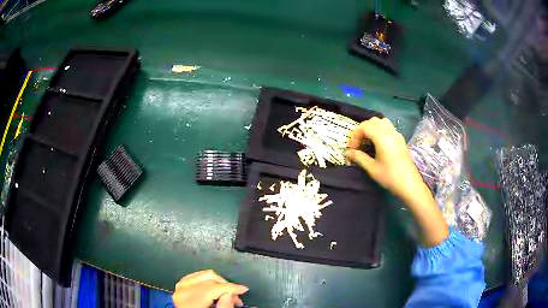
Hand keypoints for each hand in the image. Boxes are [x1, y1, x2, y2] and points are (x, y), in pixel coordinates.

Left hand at [172, 270, 247, 307]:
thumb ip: (223, 307)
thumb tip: (230, 294)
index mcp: (191, 300)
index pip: (214, 287)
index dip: (231, 287)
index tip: (244, 290)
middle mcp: (182, 290)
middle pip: (209, 279)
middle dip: (226, 286)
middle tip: (236, 298)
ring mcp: (179, 287)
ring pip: (203, 275)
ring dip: (217, 282)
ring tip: (226, 293)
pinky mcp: (179, 286)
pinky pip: (195, 276)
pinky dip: (206, 280)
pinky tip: (213, 288)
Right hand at [346, 117, 448, 246]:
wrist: (409, 184)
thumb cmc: (390, 177)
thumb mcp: (372, 168)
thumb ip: (359, 157)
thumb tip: (348, 152)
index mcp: (382, 137)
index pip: (364, 127)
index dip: (355, 136)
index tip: (352, 149)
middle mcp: (390, 132)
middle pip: (373, 121)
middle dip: (362, 130)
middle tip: (358, 144)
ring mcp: (397, 135)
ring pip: (382, 122)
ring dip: (372, 128)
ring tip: (368, 141)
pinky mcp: (401, 140)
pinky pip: (389, 128)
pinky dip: (381, 130)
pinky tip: (379, 144)